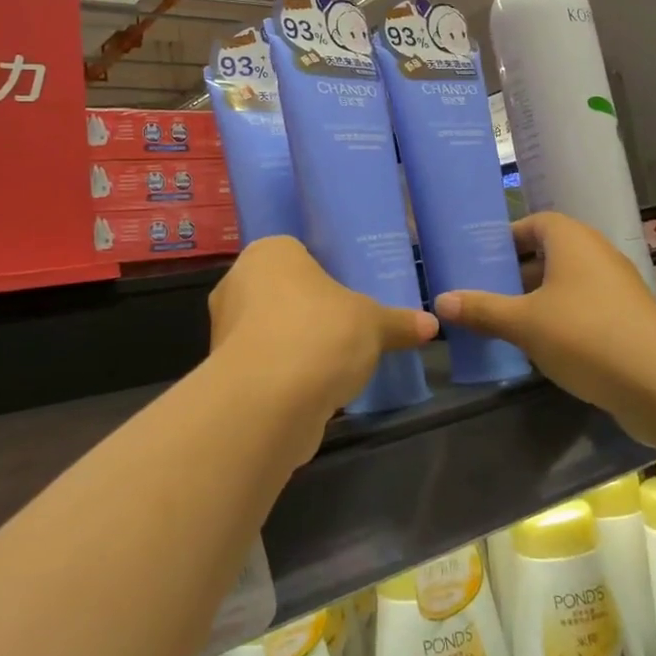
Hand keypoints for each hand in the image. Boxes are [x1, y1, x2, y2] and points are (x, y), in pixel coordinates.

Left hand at [208, 236, 437, 428]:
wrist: (267, 402)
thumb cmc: (320, 335)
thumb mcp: (373, 324)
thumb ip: (398, 322)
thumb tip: (431, 324)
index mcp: (269, 253)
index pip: (298, 252)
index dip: (325, 272)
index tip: (349, 293)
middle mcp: (238, 282)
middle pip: (283, 291)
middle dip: (310, 310)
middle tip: (347, 325)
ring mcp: (225, 329)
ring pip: (271, 329)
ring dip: (296, 344)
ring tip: (334, 361)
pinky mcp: (224, 372)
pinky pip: (264, 363)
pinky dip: (285, 374)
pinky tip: (313, 388)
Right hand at [433, 212, 655, 440]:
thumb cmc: (587, 336)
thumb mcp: (524, 323)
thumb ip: (482, 310)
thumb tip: (440, 301)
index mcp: (572, 240)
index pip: (533, 223)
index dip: (506, 238)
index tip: (478, 260)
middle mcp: (596, 255)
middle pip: (547, 254)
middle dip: (514, 273)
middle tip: (480, 293)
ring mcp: (615, 289)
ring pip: (564, 285)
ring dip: (535, 300)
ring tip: (501, 322)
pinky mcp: (626, 321)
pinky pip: (582, 310)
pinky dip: (558, 321)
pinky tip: (537, 348)